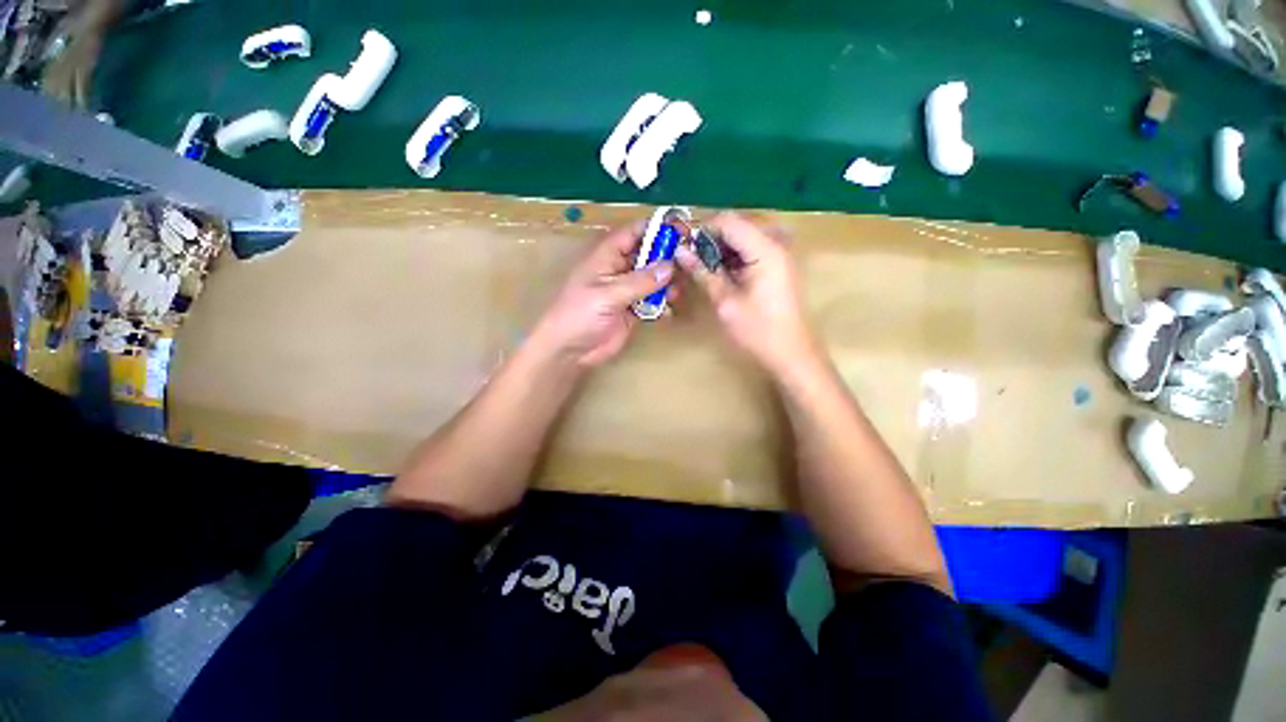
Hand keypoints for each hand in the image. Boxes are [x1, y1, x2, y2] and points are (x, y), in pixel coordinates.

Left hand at [530, 221, 673, 368]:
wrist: (570, 351)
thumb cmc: (579, 315)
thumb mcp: (607, 294)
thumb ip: (640, 281)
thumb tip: (670, 266)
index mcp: (607, 255)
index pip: (635, 233)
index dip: (658, 229)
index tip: (683, 231)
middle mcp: (620, 269)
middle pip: (649, 254)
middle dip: (669, 256)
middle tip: (691, 262)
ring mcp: (628, 290)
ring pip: (655, 278)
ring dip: (669, 282)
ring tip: (681, 289)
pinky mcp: (634, 310)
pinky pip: (654, 300)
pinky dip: (664, 302)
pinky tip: (670, 309)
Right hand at [676, 213, 816, 374]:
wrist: (792, 354)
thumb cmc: (759, 331)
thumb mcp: (725, 302)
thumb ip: (703, 272)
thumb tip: (680, 251)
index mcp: (765, 249)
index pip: (728, 221)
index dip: (703, 230)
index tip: (685, 248)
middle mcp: (777, 243)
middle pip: (737, 224)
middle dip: (712, 239)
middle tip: (694, 261)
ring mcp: (781, 253)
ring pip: (744, 236)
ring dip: (723, 248)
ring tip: (707, 270)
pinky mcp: (780, 265)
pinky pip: (754, 248)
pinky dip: (736, 256)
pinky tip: (725, 275)